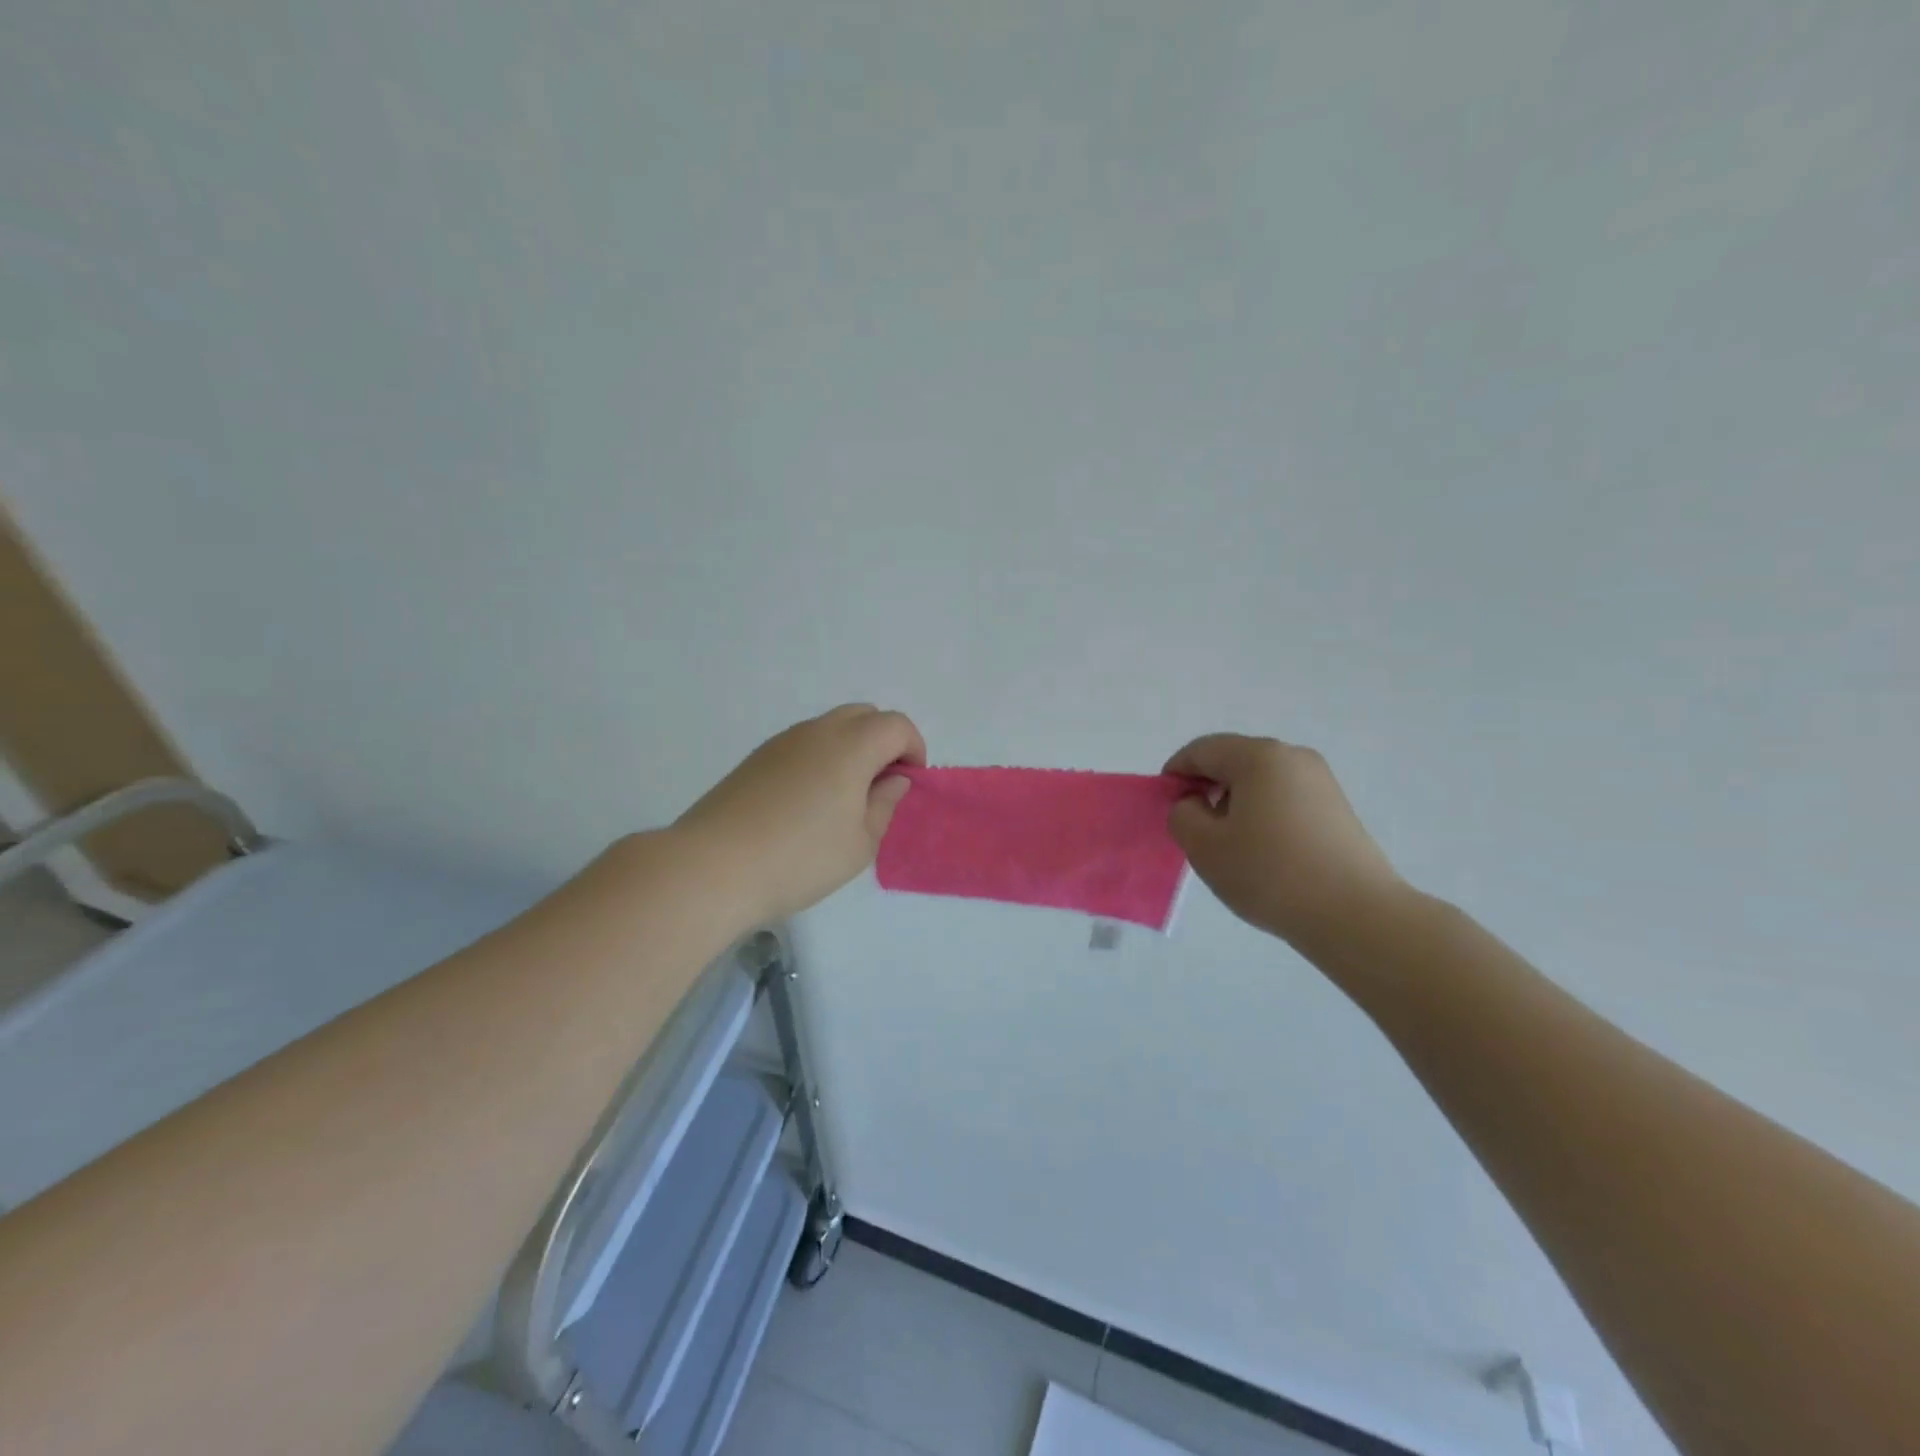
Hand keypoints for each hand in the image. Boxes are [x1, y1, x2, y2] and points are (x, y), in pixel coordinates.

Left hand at [675, 704, 925, 924]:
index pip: (896, 725)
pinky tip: (807, 803)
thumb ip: (884, 805)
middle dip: (883, 742)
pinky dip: (820, 759)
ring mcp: (782, 742)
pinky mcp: (756, 758)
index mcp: (851, 746)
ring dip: (850, 749)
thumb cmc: (800, 858)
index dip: (913, 749)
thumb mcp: (860, 843)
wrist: (712, 866)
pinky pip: (802, 744)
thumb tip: (893, 779)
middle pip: (864, 715)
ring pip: (830, 727)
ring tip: (843, 798)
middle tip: (880, 786)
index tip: (908, 784)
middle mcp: (817, 731)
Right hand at [1166, 734, 1404, 951]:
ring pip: (1261, 781)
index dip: (1175, 773)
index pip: (1202, 750)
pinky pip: (1285, 799)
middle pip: (1234, 761)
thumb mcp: (1204, 845)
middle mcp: (1293, 757)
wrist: (1355, 915)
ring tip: (1230, 845)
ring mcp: (1321, 782)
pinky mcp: (1337, 809)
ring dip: (1235, 803)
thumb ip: (1182, 815)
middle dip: (1206, 788)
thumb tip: (1194, 803)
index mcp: (1258, 756)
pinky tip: (1264, 852)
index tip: (1166, 806)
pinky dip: (1263, 815)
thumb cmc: (1269, 872)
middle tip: (1195, 828)